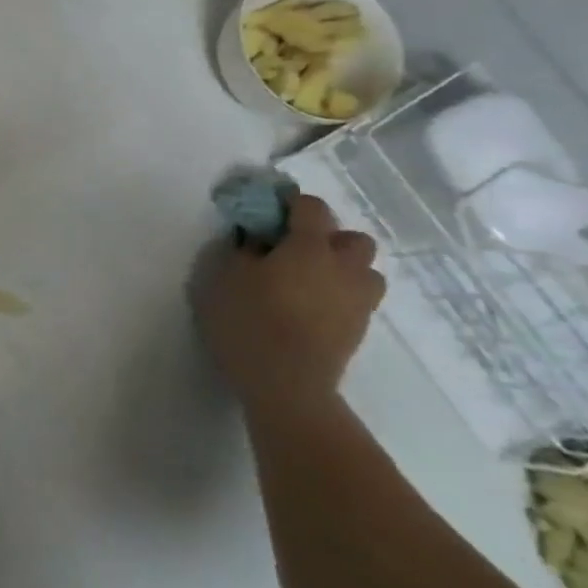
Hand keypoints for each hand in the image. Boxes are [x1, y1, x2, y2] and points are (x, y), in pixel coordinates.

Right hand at [194, 194, 385, 420]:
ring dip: (343, 269)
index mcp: (309, 248)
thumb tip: (254, 240)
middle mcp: (343, 268)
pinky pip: (357, 299)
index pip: (311, 208)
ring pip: (364, 271)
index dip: (291, 203)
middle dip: (328, 238)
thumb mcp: (222, 278)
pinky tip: (310, 308)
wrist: (286, 383)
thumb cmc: (248, 321)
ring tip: (309, 281)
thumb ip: (240, 251)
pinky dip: (339, 296)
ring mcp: (357, 301)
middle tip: (294, 250)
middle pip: (353, 239)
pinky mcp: (358, 330)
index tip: (268, 212)